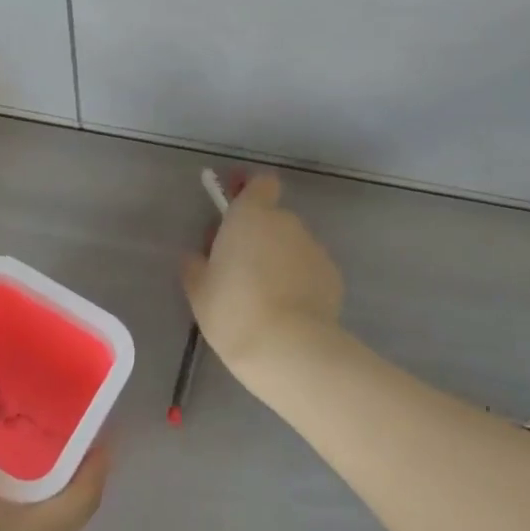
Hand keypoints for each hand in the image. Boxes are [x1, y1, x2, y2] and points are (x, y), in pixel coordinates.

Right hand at [182, 172, 343, 373]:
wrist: (286, 346)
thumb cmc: (232, 310)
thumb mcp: (198, 290)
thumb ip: (196, 265)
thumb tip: (198, 257)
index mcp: (251, 215)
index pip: (260, 183)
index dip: (249, 193)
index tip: (234, 213)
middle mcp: (286, 223)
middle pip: (273, 218)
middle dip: (259, 236)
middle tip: (240, 268)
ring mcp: (314, 248)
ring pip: (292, 245)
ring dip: (280, 260)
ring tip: (265, 297)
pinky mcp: (333, 276)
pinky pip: (309, 270)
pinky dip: (299, 282)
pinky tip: (287, 311)